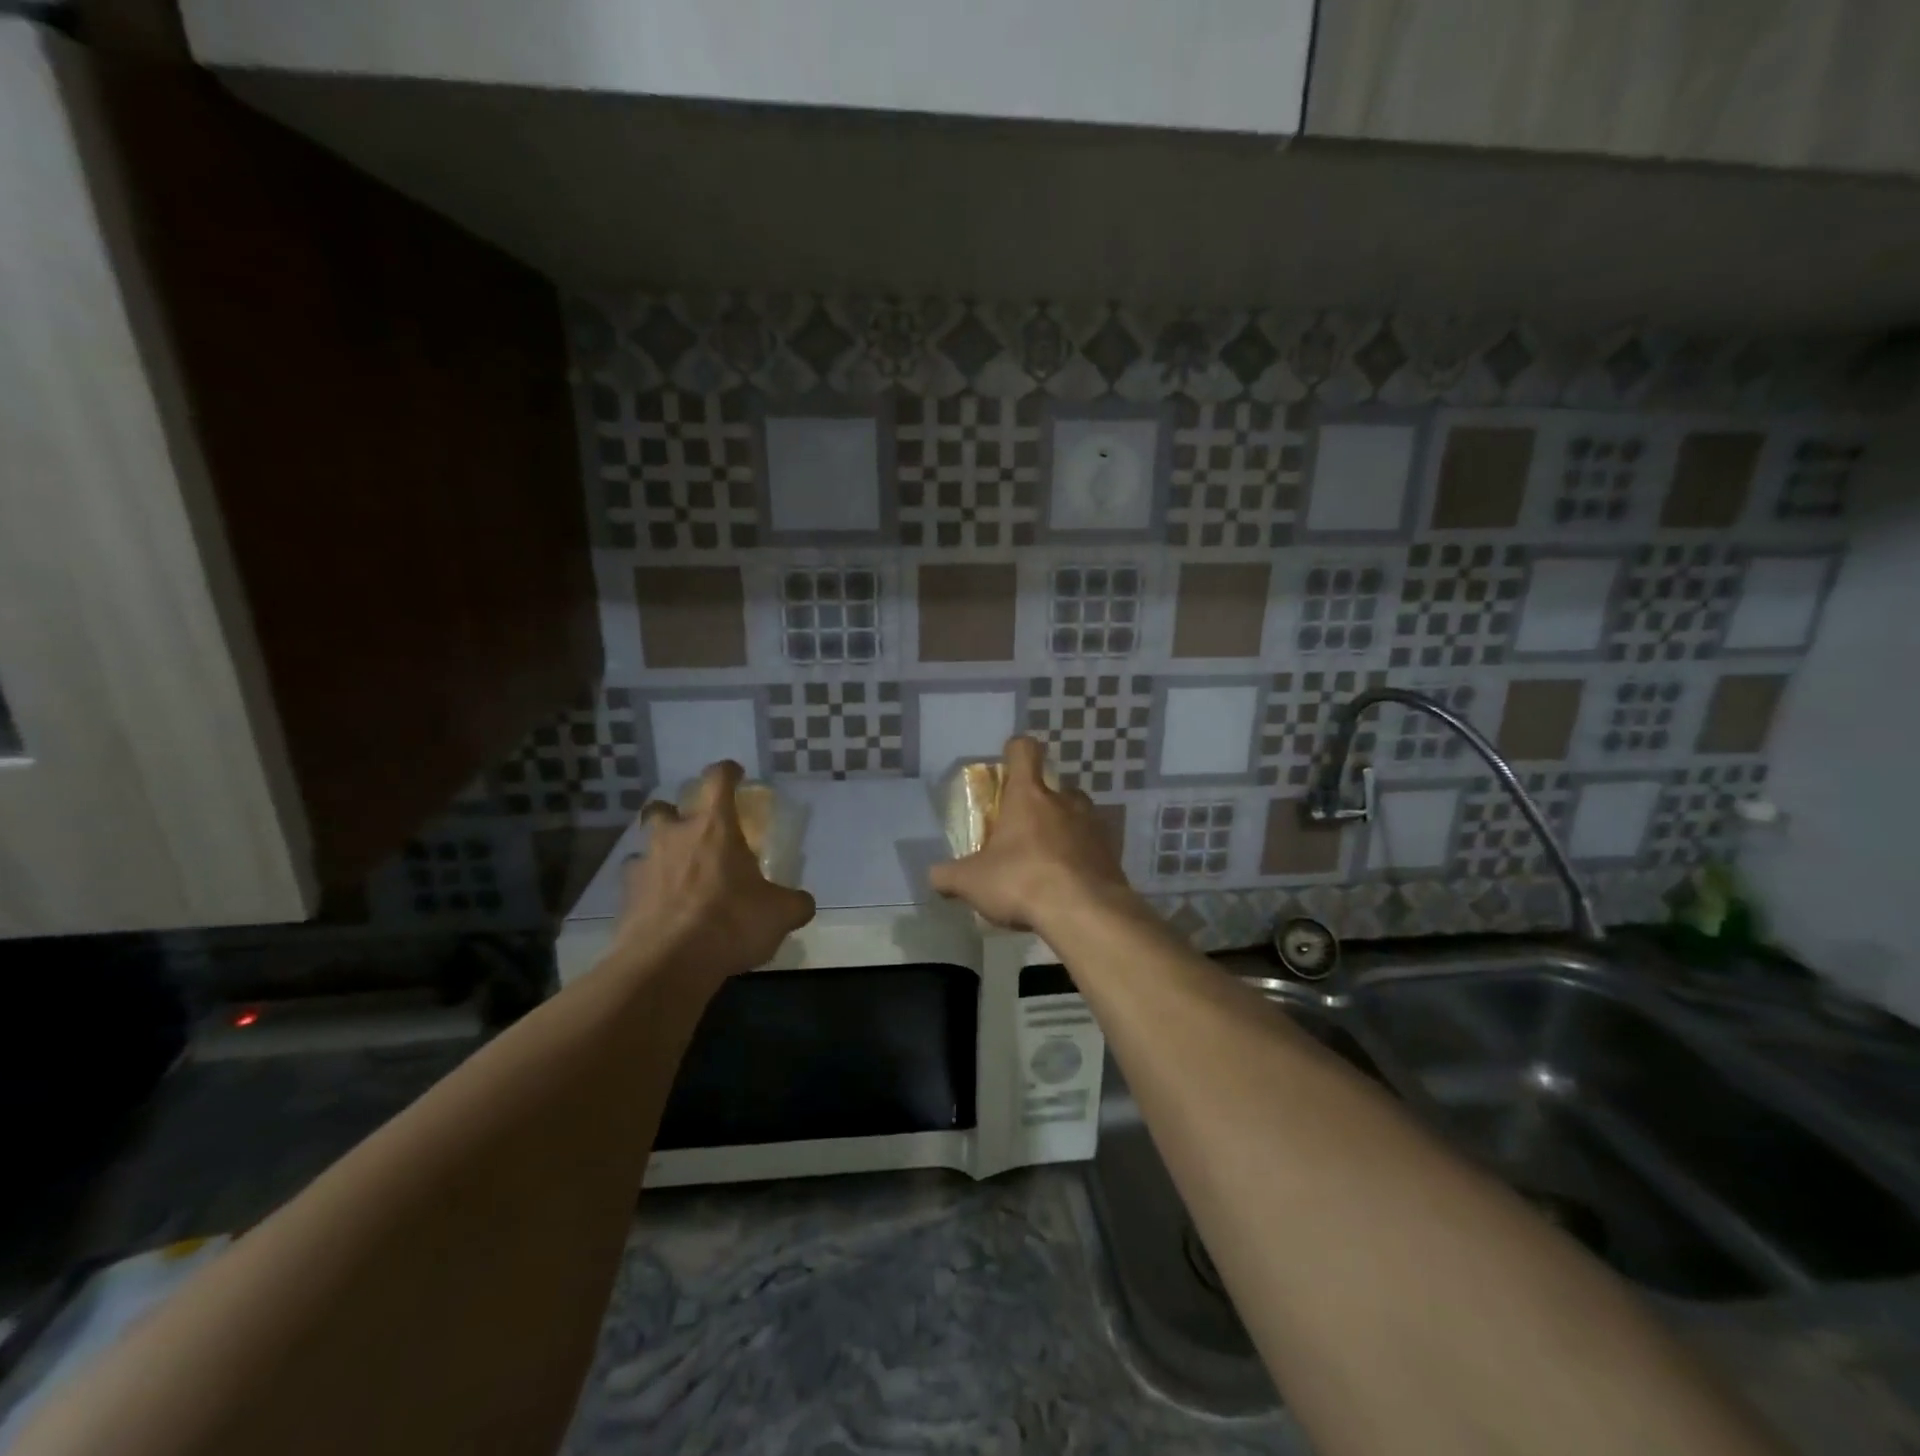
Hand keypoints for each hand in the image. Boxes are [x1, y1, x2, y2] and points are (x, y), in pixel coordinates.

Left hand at [610, 761, 815, 987]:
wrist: (668, 964)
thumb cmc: (731, 923)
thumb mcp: (780, 914)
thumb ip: (794, 903)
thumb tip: (802, 903)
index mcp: (714, 827)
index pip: (718, 780)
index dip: (727, 771)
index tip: (735, 772)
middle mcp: (674, 836)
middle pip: (664, 805)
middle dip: (676, 811)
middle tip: (693, 829)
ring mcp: (643, 865)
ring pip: (644, 843)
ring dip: (659, 851)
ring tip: (675, 872)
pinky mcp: (624, 898)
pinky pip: (635, 882)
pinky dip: (647, 889)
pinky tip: (661, 908)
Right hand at [929, 736, 1135, 932]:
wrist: (1084, 913)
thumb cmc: (1021, 881)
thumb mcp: (971, 882)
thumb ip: (948, 875)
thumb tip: (934, 876)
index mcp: (1028, 795)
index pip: (1024, 750)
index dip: (1015, 750)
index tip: (1008, 764)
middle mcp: (1065, 801)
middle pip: (1054, 788)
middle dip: (1039, 804)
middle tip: (1023, 832)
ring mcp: (1094, 826)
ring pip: (1077, 816)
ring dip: (1063, 831)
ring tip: (1047, 862)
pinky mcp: (1113, 853)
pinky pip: (1093, 847)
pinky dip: (1081, 859)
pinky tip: (1068, 885)